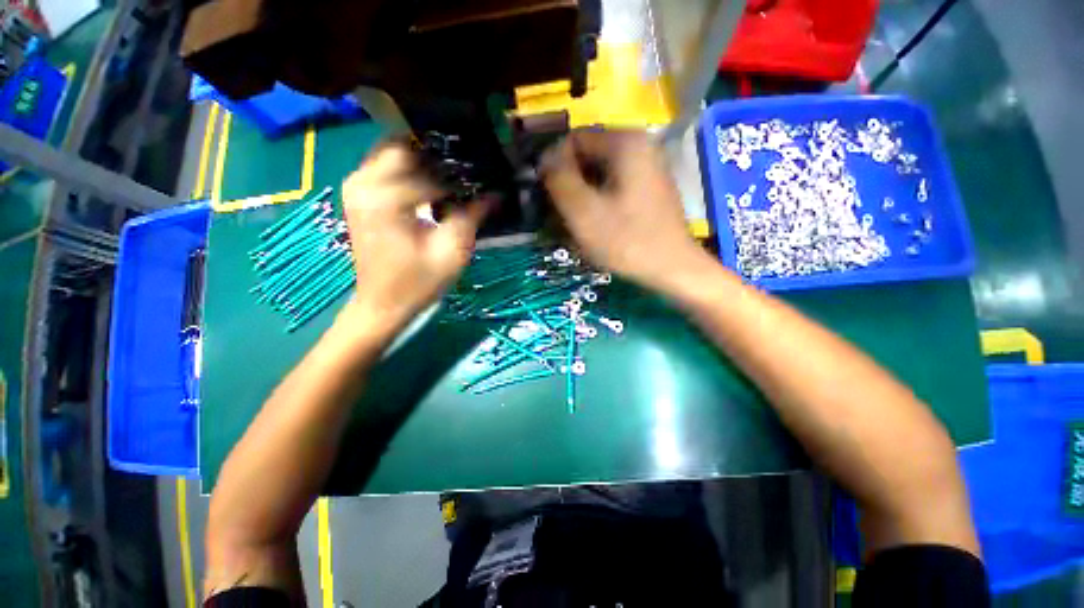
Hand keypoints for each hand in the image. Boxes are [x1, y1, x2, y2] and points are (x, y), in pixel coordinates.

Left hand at [339, 141, 487, 328]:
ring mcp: (356, 186)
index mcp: (385, 198)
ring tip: (451, 175)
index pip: (430, 171)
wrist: (383, 303)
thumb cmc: (418, 282)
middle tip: (466, 170)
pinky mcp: (358, 193)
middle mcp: (363, 182)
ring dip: (423, 158)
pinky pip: (385, 164)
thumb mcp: (452, 252)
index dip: (460, 177)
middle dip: (438, 156)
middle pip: (404, 146)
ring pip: (392, 150)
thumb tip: (495, 194)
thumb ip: (472, 216)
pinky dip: (409, 167)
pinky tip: (430, 183)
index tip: (483, 184)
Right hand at [540, 130, 712, 291]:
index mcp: (625, 143)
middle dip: (567, 183)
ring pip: (599, 175)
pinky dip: (596, 203)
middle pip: (587, 157)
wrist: (672, 269)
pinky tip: (591, 226)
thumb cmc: (626, 240)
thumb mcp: (583, 211)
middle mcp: (639, 147)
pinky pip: (612, 188)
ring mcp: (646, 169)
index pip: (574, 139)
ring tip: (571, 223)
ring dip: (580, 196)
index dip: (553, 164)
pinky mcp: (647, 190)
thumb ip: (558, 179)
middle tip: (555, 213)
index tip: (543, 193)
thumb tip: (545, 160)